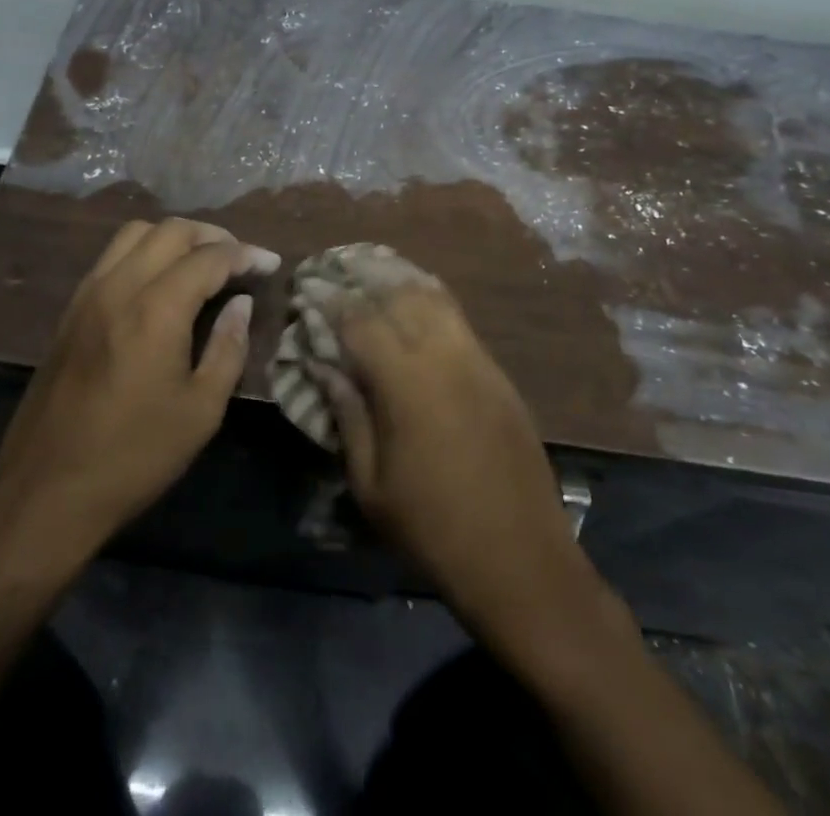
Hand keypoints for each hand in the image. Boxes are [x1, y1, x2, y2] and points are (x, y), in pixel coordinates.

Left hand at [0, 218, 280, 566]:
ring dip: (174, 237)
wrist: (45, 490)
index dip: (245, 255)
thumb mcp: (200, 412)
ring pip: (135, 233)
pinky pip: (112, 256)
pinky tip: (160, 281)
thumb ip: (227, 348)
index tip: (270, 264)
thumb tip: (242, 304)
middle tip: (239, 260)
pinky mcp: (70, 309)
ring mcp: (88, 294)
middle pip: (171, 230)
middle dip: (212, 236)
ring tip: (200, 263)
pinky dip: (144, 251)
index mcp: (156, 310)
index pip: (209, 258)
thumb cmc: (133, 456)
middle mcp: (119, 286)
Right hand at [304, 269, 601, 642]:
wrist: (521, 558)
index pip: (359, 321)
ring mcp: (476, 359)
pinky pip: (459, 318)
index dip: (330, 301)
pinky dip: (431, 298)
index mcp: (405, 383)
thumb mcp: (370, 483)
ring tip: (372, 273)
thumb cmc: (432, 528)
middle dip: (362, 278)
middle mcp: (442, 356)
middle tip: (336, 272)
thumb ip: (346, 414)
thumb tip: (322, 365)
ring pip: (433, 297)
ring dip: (398, 280)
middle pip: (397, 295)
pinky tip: (415, 298)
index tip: (308, 289)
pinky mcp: (497, 372)